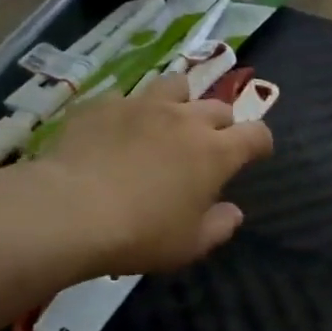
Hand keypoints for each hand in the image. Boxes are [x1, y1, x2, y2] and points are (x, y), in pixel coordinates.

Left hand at [12, 74, 273, 277]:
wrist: (70, 211)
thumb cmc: (141, 234)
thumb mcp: (190, 244)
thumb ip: (219, 226)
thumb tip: (233, 212)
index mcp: (216, 152)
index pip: (256, 134)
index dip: (261, 143)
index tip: (257, 154)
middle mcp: (185, 119)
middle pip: (218, 107)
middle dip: (222, 125)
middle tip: (209, 147)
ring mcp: (143, 105)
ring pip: (176, 85)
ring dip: (182, 102)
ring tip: (170, 121)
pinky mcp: (104, 104)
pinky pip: (129, 97)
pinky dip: (134, 111)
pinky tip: (120, 131)